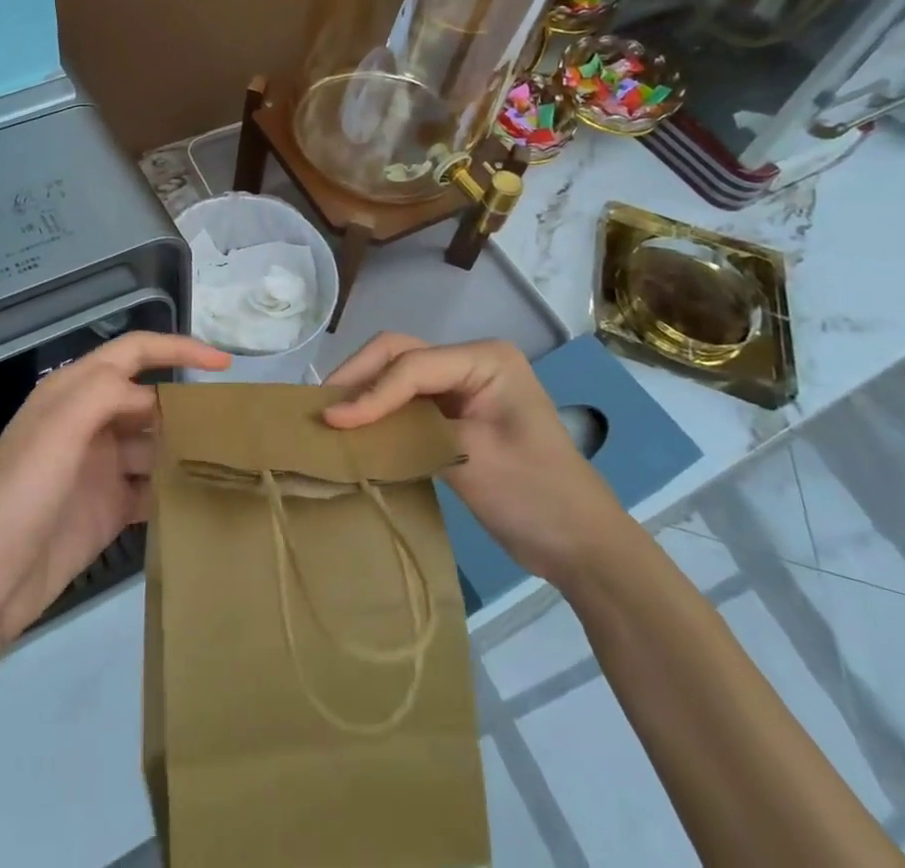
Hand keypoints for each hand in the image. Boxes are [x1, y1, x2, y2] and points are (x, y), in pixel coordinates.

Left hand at [0, 332, 228, 650]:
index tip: (224, 365)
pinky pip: (151, 486)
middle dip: (185, 403)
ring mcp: (100, 466)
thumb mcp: (58, 427)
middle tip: (231, 420)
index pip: (134, 353)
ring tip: (229, 456)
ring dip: (184, 446)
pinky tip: (204, 493)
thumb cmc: (22, 492)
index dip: (178, 348)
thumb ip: (107, 392)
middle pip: (148, 398)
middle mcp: (89, 422)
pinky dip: (175, 486)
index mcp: (73, 392)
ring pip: (154, 443)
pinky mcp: (109, 508)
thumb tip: (154, 398)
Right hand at [322, 334, 630, 587]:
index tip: (332, 422)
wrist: (583, 548)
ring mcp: (463, 387)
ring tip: (330, 415)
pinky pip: (408, 402)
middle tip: (320, 407)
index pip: (412, 366)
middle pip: (400, 355)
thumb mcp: (471, 458)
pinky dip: (381, 412)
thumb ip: (409, 431)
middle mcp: (471, 361)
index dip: (370, 392)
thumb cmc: (536, 496)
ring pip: (399, 375)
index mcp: (485, 358)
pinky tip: (357, 430)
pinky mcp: (456, 414)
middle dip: (359, 378)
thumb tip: (344, 424)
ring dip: (365, 392)